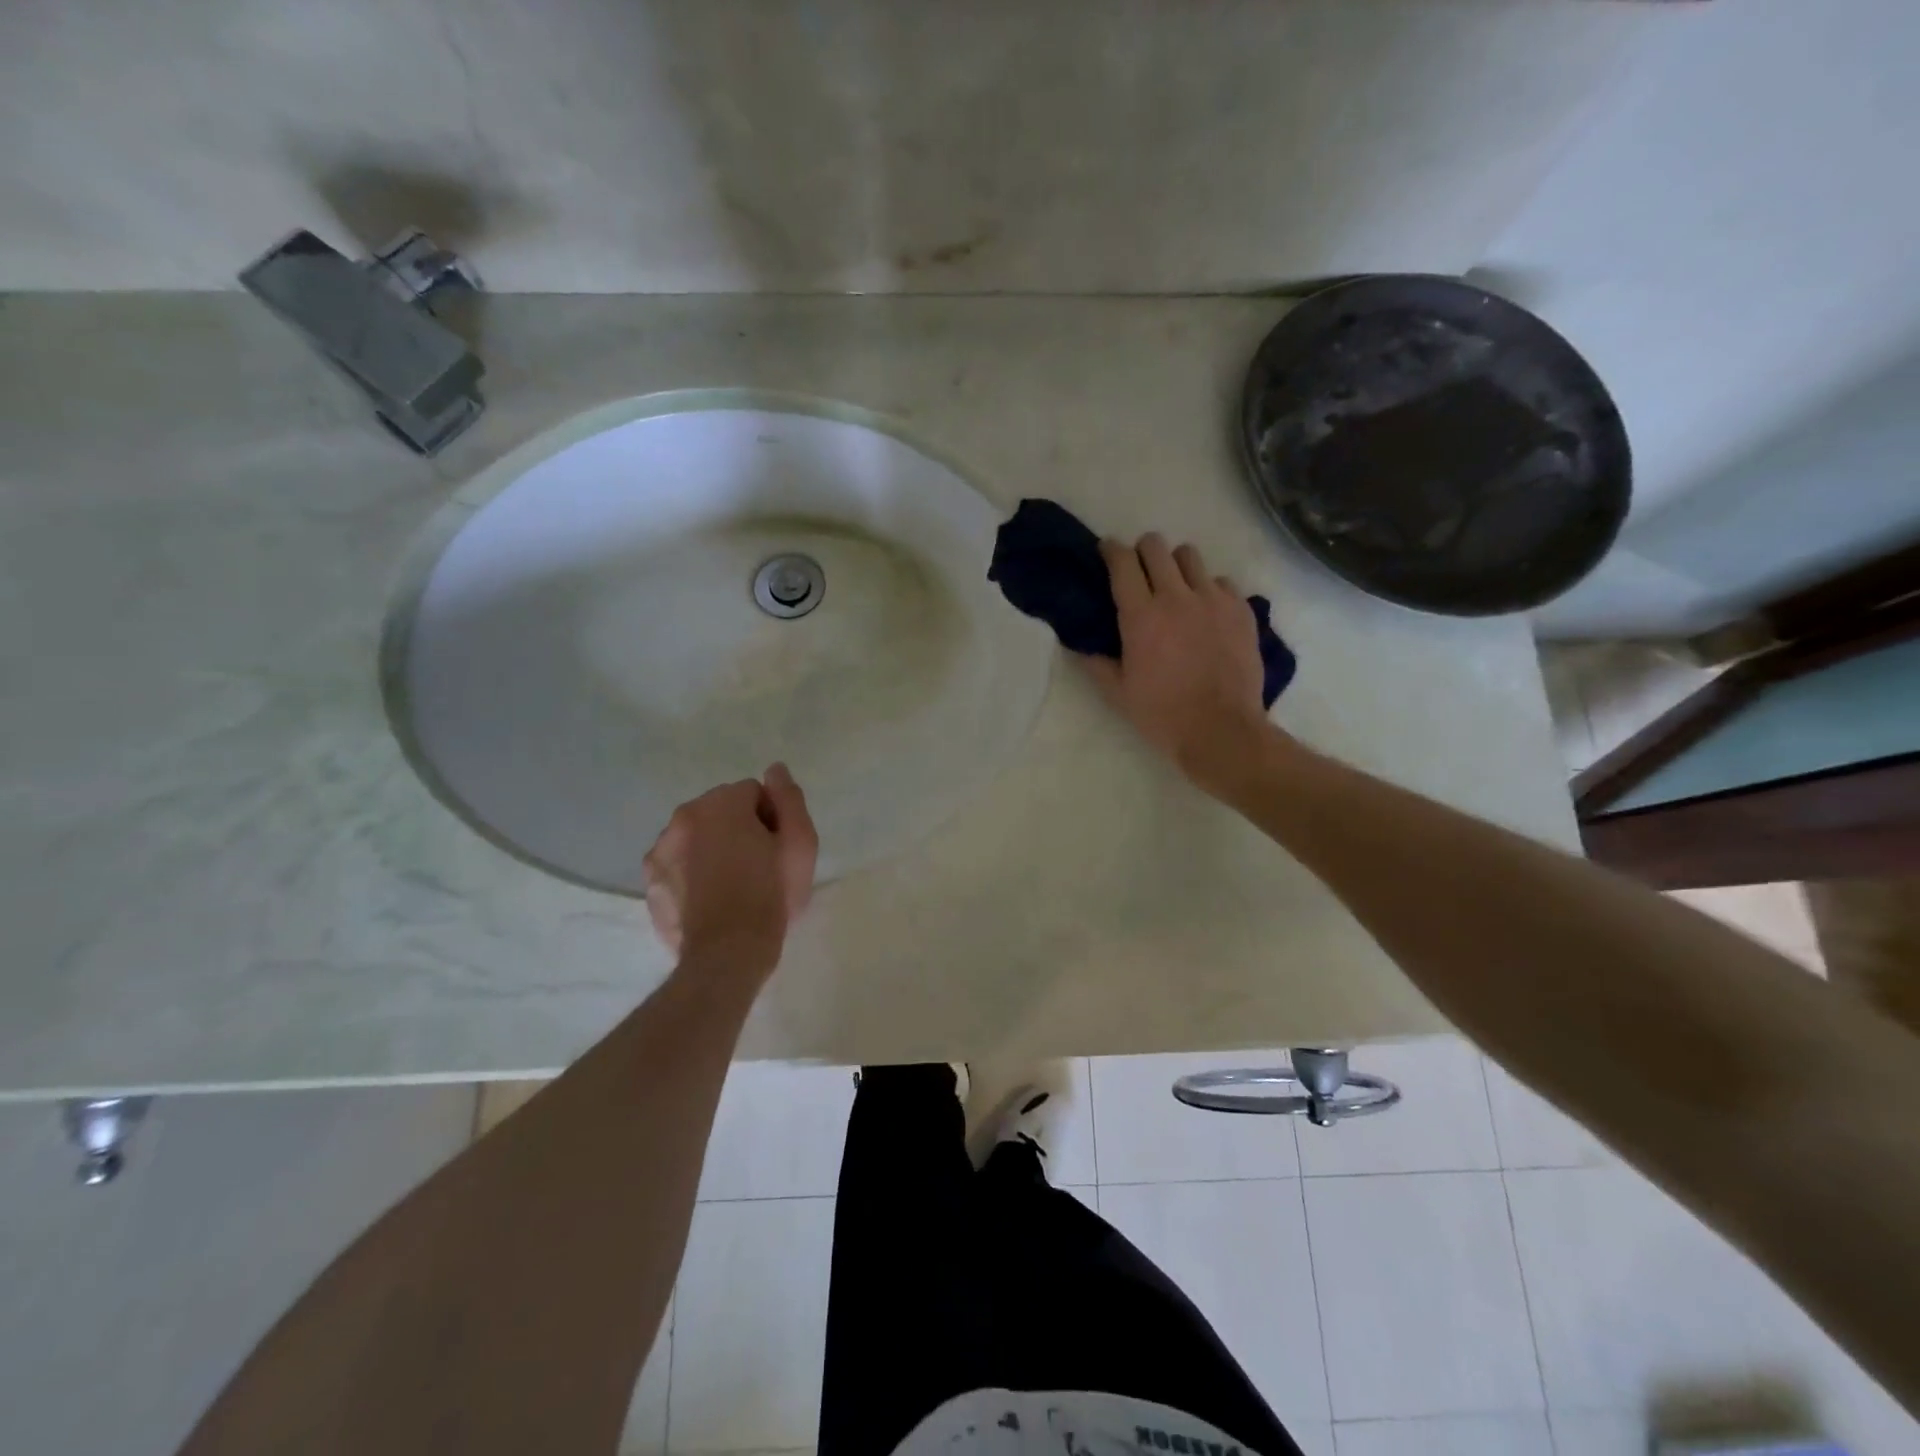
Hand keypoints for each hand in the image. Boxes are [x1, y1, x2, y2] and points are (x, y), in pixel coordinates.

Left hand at [642, 763, 818, 978]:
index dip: (770, 818)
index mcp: (718, 805)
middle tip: (758, 866)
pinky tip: (710, 901)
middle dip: (737, 830)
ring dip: (712, 850)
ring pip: (695, 839)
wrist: (729, 952)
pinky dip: (692, 876)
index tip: (776, 847)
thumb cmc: (772, 893)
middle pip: (719, 812)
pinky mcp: (650, 885)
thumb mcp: (800, 842)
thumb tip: (775, 769)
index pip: (752, 793)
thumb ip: (788, 797)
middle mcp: (681, 820)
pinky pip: (678, 868)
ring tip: (732, 886)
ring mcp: (659, 854)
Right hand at [1082, 534, 1275, 793]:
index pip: (1122, 562)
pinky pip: (1221, 581)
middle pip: (1156, 546)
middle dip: (1142, 551)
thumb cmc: (1162, 714)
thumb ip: (1096, 662)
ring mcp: (1213, 600)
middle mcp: (1176, 597)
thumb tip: (1080, 643)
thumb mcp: (1118, 693)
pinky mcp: (1241, 610)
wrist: (1222, 730)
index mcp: (1141, 616)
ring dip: (1176, 565)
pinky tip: (1205, 612)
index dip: (1110, 550)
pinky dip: (1208, 589)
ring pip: (1190, 556)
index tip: (1106, 551)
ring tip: (1175, 587)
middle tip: (1139, 570)